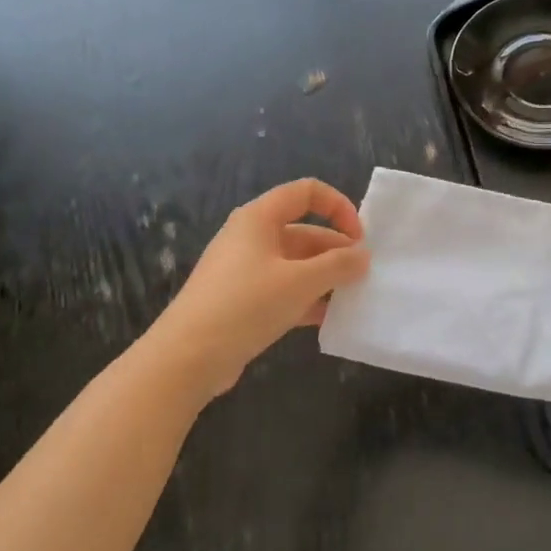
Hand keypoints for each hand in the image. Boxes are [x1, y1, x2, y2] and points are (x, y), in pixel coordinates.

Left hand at [151, 179, 369, 401]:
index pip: (307, 192)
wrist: (187, 357)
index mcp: (259, 218)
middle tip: (363, 275)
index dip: (338, 207)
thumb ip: (338, 265)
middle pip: (304, 231)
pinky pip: (282, 289)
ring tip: (352, 297)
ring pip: (295, 264)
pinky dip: (306, 299)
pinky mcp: (241, 301)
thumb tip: (363, 256)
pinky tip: (328, 319)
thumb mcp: (301, 282)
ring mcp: (244, 270)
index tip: (360, 237)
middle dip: (336, 250)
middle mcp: (251, 237)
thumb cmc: (246, 305)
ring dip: (324, 277)